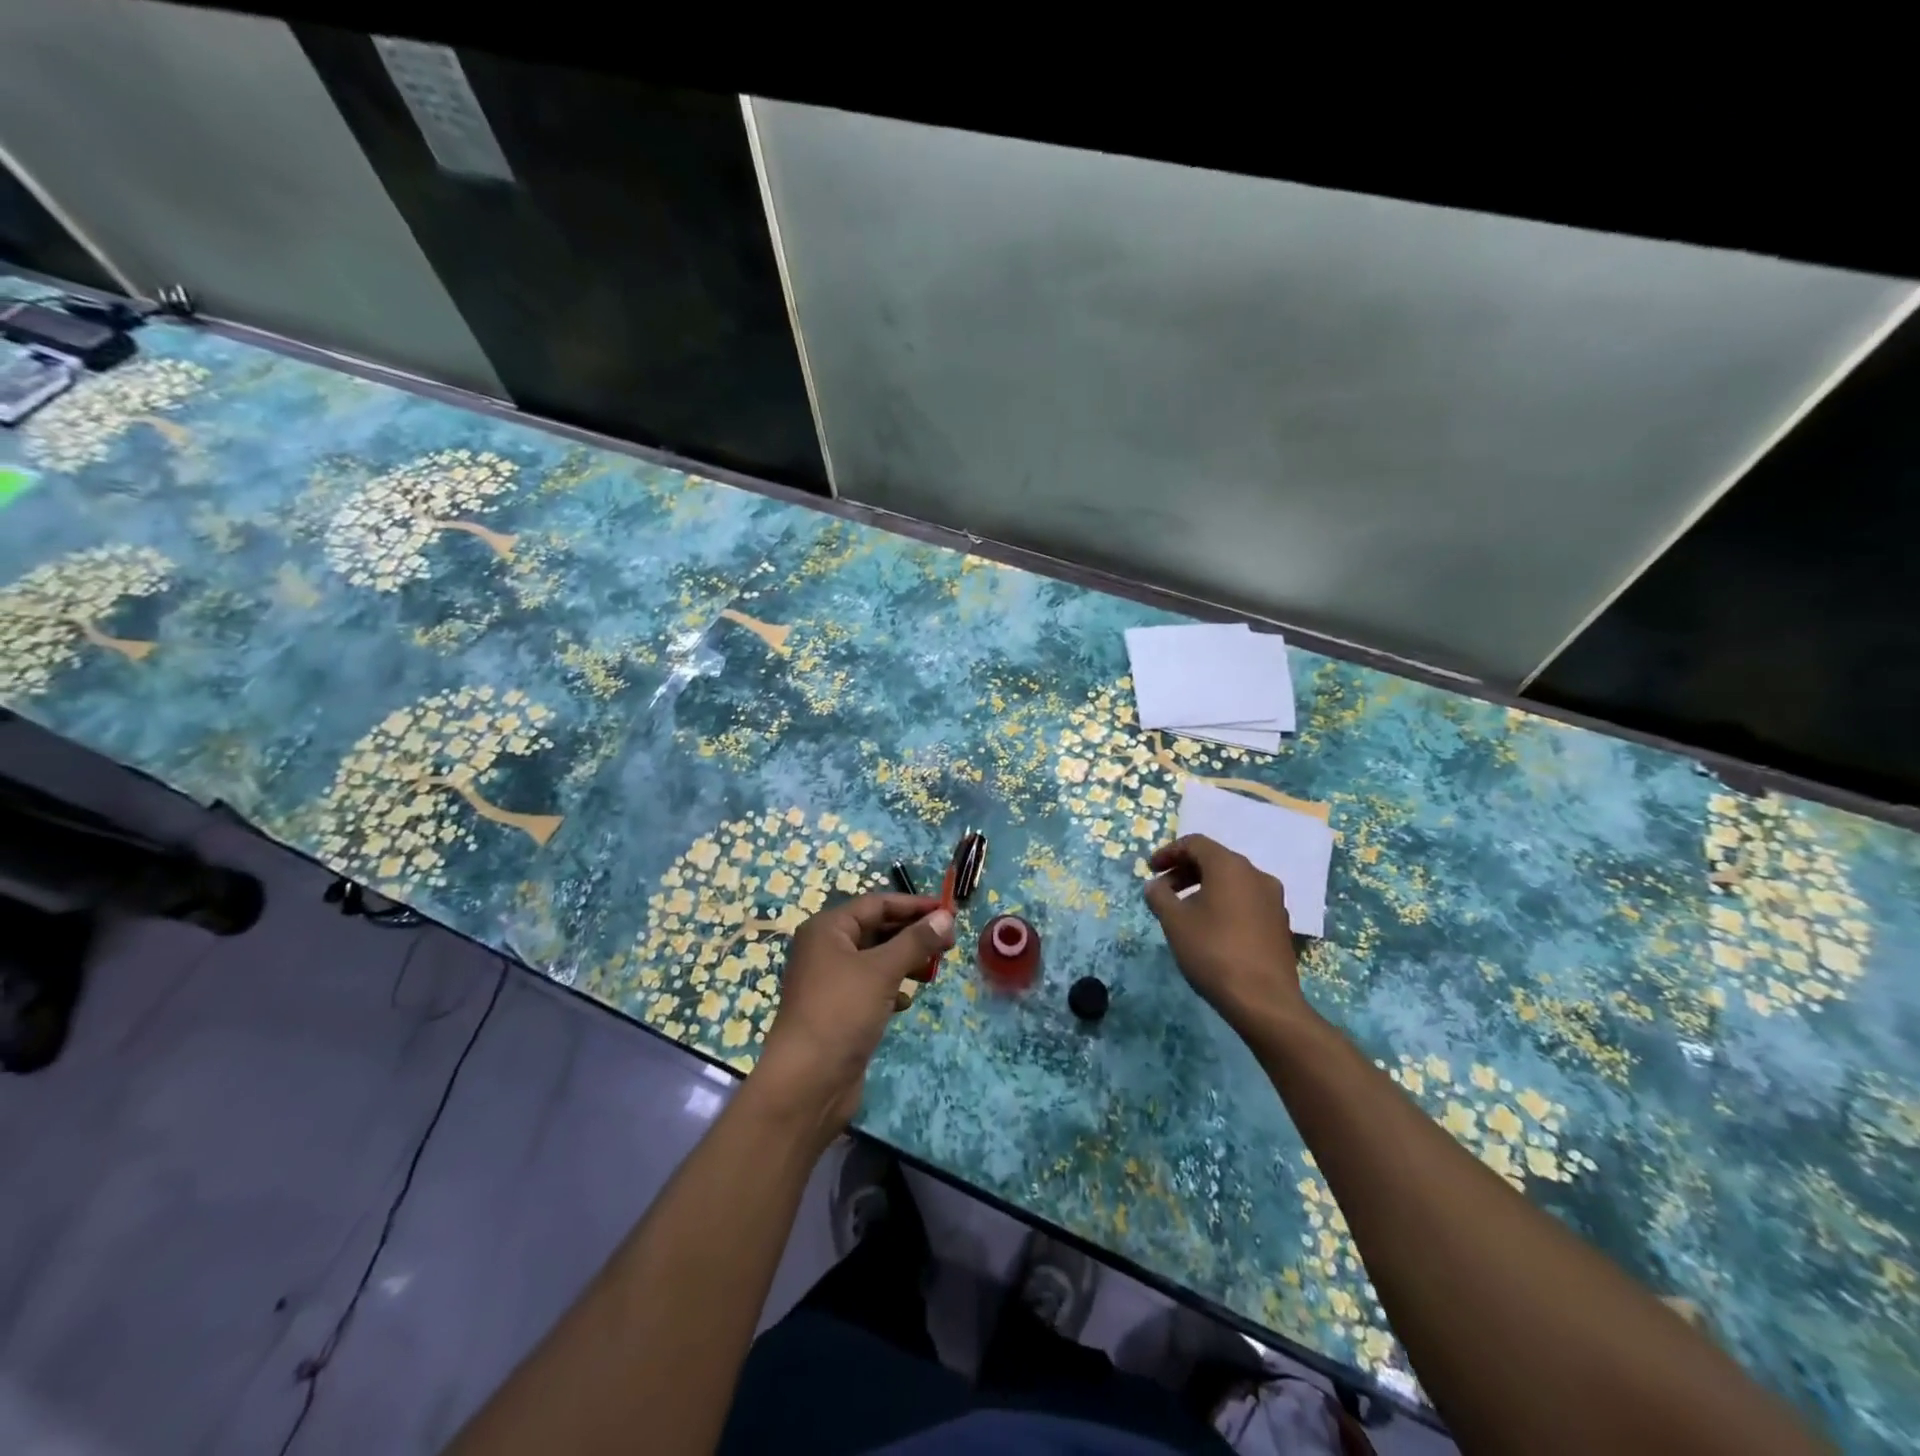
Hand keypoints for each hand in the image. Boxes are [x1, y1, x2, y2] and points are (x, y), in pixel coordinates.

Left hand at [754, 892, 954, 1142]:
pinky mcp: (839, 1010)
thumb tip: (947, 917)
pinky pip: (871, 988)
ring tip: (934, 969)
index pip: (876, 903)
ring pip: (876, 960)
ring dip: (905, 961)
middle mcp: (826, 949)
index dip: (913, 905)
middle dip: (912, 934)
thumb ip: (916, 941)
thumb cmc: (841, 1012)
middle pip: (876, 929)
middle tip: (949, 942)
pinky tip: (908, 1001)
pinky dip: (892, 989)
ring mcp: (831, 982)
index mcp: (828, 929)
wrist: (807, 1082)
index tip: (948, 911)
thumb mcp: (883, 970)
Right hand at [1144, 834, 1308, 1035]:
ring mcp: (1273, 899)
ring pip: (1232, 881)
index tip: (1151, 870)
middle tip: (1163, 890)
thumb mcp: (1174, 921)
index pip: (1195, 843)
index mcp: (1230, 866)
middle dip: (1185, 870)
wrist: (1263, 1000)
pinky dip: (1223, 902)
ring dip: (1204, 887)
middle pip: (1215, 860)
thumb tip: (1155, 885)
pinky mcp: (1279, 922)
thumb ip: (1159, 896)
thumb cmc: (1213, 952)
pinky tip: (1210, 927)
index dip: (1169, 852)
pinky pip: (1246, 900)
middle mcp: (1256, 874)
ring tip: (1184, 910)